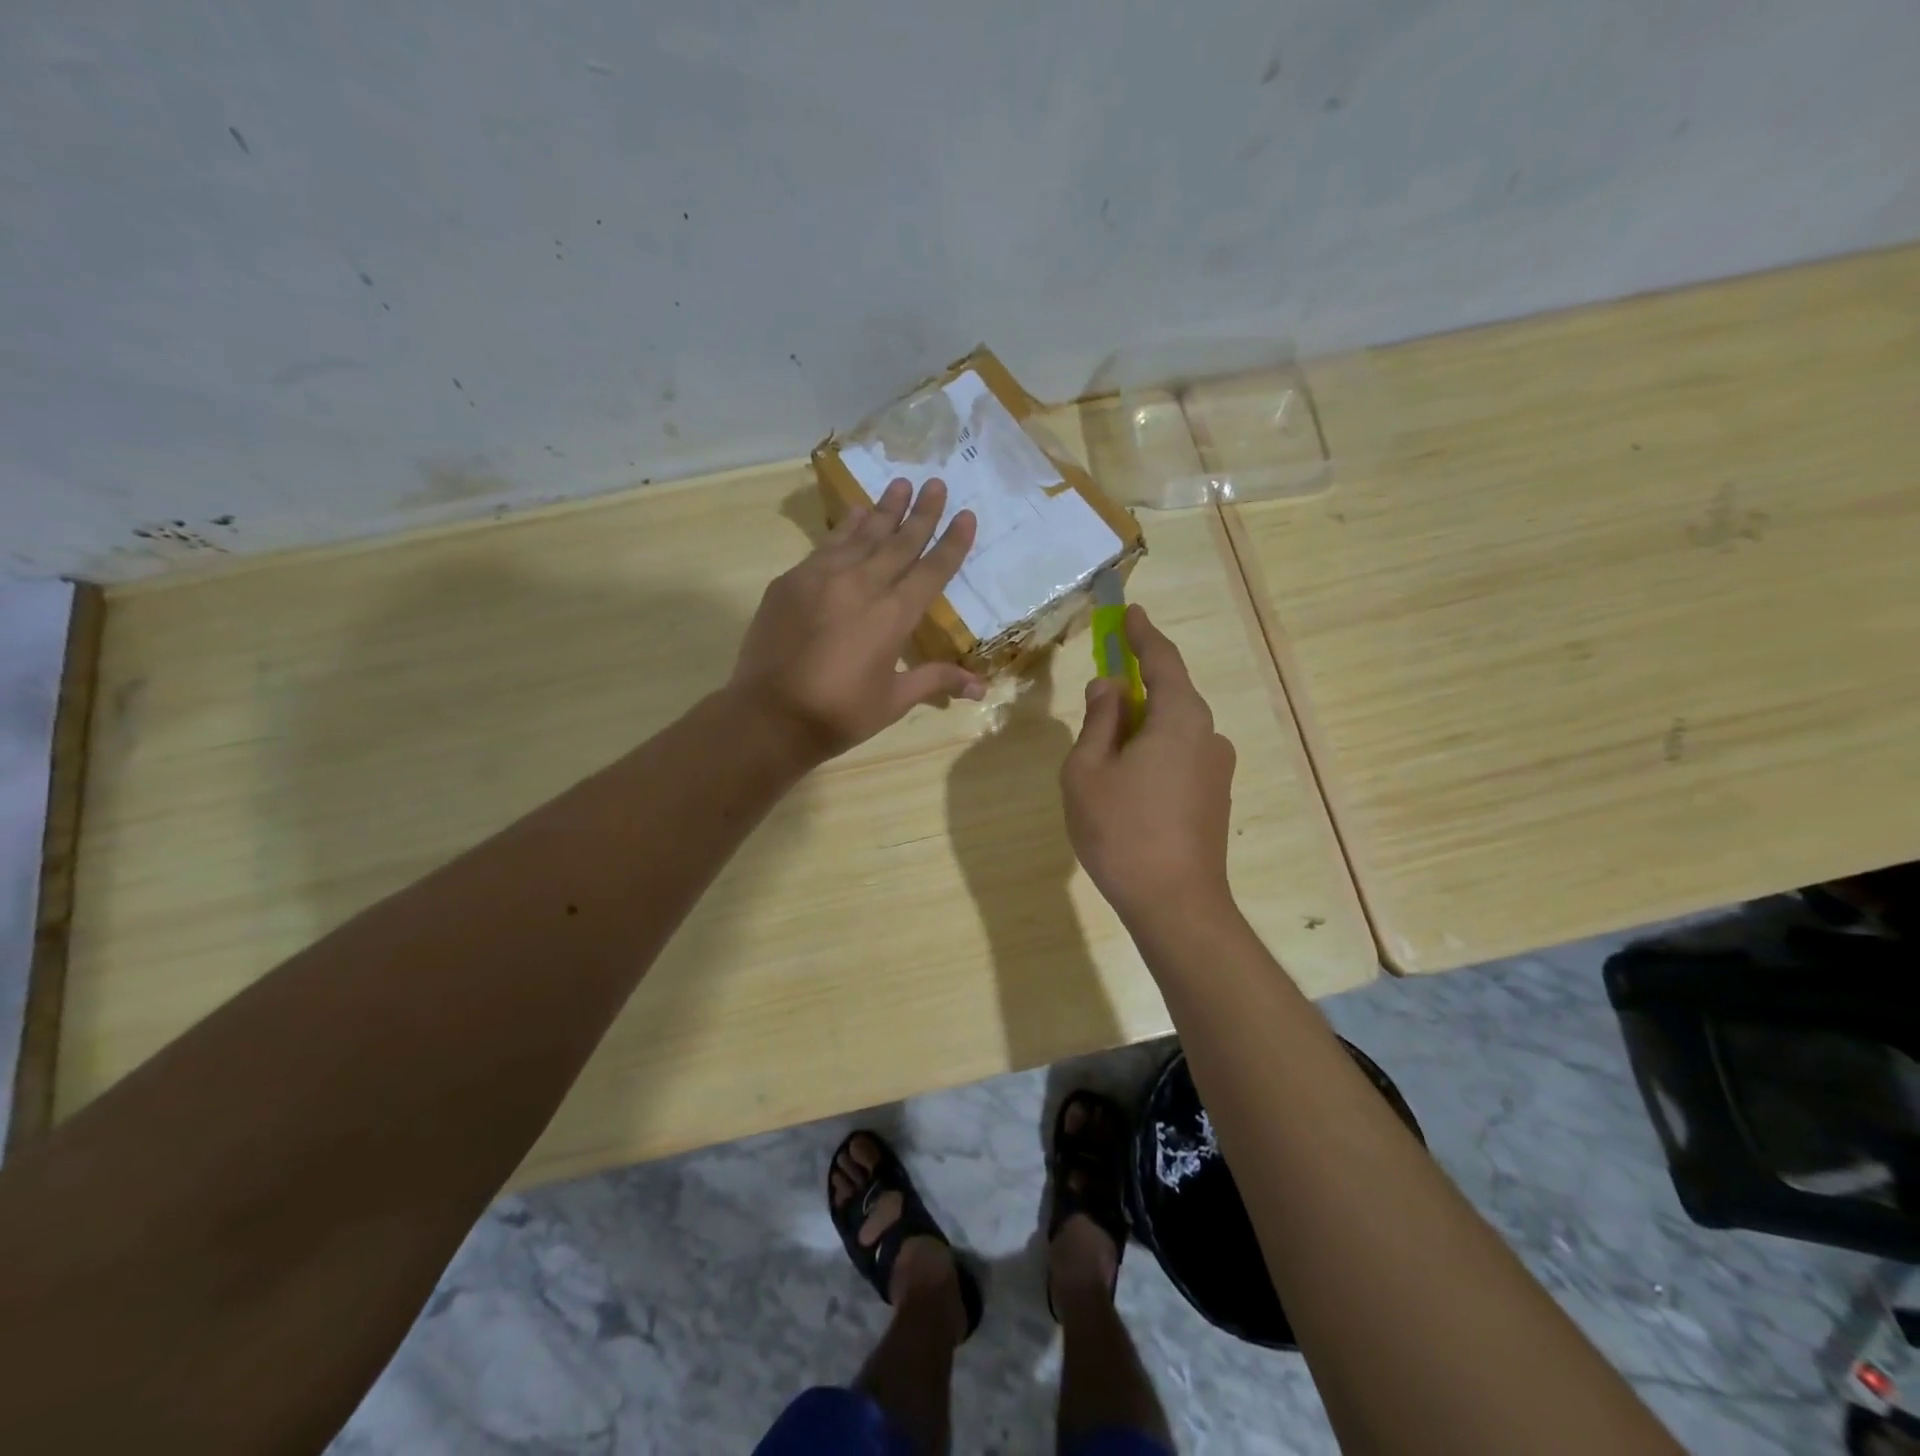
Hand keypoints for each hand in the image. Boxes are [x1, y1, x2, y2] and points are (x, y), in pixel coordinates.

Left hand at [731, 477, 982, 762]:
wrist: (769, 716)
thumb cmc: (839, 714)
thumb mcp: (893, 701)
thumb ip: (935, 680)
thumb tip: (981, 688)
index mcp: (893, 617)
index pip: (931, 571)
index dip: (951, 543)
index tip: (966, 515)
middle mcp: (862, 586)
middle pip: (899, 542)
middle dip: (921, 513)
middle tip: (936, 483)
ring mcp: (822, 578)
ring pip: (862, 535)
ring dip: (884, 510)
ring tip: (900, 484)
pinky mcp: (792, 581)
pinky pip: (827, 546)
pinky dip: (846, 528)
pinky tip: (856, 515)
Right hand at [1062, 605, 1236, 924]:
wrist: (1176, 905)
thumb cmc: (1122, 831)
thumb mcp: (1088, 771)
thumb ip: (1098, 722)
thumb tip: (1108, 688)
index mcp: (1179, 719)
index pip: (1162, 661)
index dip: (1143, 635)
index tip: (1131, 614)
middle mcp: (1208, 736)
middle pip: (1170, 696)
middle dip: (1136, 688)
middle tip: (1101, 692)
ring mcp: (1217, 770)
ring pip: (1173, 731)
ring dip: (1140, 728)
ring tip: (1103, 757)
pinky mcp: (1215, 799)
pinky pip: (1180, 757)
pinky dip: (1153, 754)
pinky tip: (1127, 786)